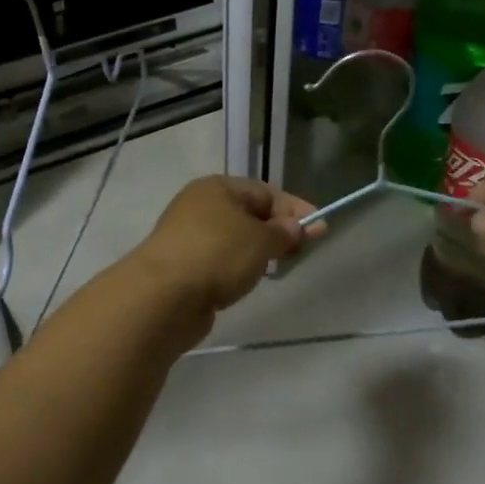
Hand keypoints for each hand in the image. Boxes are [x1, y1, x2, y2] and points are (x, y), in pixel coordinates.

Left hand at [137, 176, 319, 312]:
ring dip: (257, 251)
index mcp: (217, 188)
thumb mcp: (261, 240)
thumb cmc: (217, 255)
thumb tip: (297, 226)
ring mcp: (188, 237)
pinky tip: (246, 281)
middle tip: (302, 251)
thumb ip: (284, 232)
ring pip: (234, 239)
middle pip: (249, 214)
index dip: (295, 209)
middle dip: (277, 230)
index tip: (321, 229)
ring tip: (277, 267)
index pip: (265, 191)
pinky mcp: (183, 266)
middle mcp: (199, 206)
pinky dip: (237, 268)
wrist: (163, 296)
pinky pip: (220, 261)